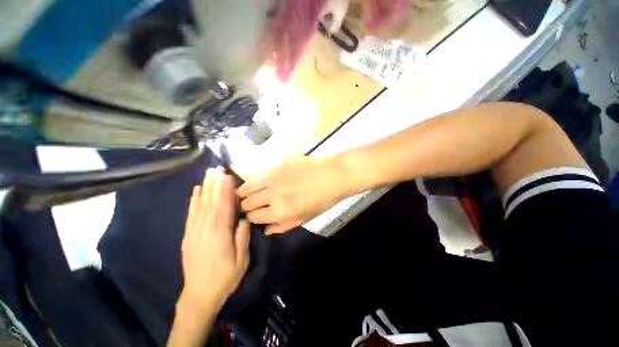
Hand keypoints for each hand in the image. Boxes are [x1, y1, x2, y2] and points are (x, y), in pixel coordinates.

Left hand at [181, 167, 250, 311]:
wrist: (199, 295)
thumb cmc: (225, 277)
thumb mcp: (241, 259)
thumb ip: (242, 236)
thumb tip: (244, 217)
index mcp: (220, 235)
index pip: (224, 207)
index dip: (226, 191)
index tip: (228, 176)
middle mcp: (206, 230)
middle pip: (211, 202)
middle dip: (215, 184)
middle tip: (218, 168)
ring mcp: (194, 232)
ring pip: (200, 205)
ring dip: (205, 187)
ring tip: (208, 173)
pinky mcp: (188, 235)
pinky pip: (191, 214)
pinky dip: (194, 200)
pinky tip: (196, 190)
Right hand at [238, 156, 349, 234]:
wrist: (333, 176)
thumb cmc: (322, 200)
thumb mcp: (304, 219)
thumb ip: (282, 227)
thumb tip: (264, 230)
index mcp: (281, 213)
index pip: (254, 217)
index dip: (251, 217)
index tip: (252, 214)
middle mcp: (273, 197)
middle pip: (247, 203)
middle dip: (245, 206)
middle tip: (248, 204)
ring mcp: (273, 179)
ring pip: (247, 187)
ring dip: (243, 193)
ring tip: (243, 193)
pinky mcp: (276, 165)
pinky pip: (257, 175)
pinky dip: (252, 181)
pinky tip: (254, 182)